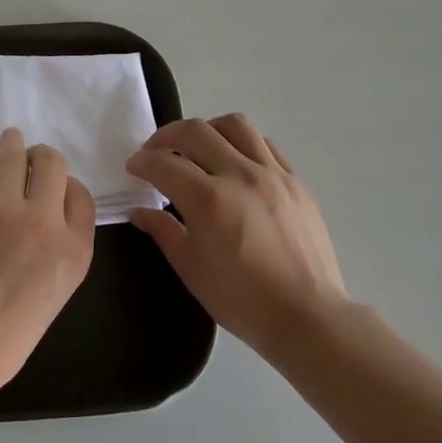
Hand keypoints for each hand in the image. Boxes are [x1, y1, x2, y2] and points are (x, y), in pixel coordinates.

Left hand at [0, 128, 96, 397]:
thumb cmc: (8, 333)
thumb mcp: (57, 290)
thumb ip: (60, 247)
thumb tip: (44, 213)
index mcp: (74, 249)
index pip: (81, 194)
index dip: (67, 185)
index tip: (53, 187)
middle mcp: (44, 220)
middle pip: (53, 163)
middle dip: (43, 157)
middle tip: (31, 158)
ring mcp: (3, 208)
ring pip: (15, 153)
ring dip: (14, 146)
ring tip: (10, 142)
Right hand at [126, 114, 348, 363]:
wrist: (307, 317)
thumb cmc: (242, 300)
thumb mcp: (191, 269)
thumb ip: (163, 231)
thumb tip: (140, 212)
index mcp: (208, 200)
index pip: (164, 163)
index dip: (142, 162)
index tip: (133, 167)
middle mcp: (240, 175)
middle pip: (196, 131)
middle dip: (167, 136)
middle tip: (156, 152)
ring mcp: (272, 175)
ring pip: (235, 125)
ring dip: (207, 130)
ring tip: (197, 148)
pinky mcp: (295, 182)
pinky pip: (265, 144)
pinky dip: (242, 143)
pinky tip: (234, 162)